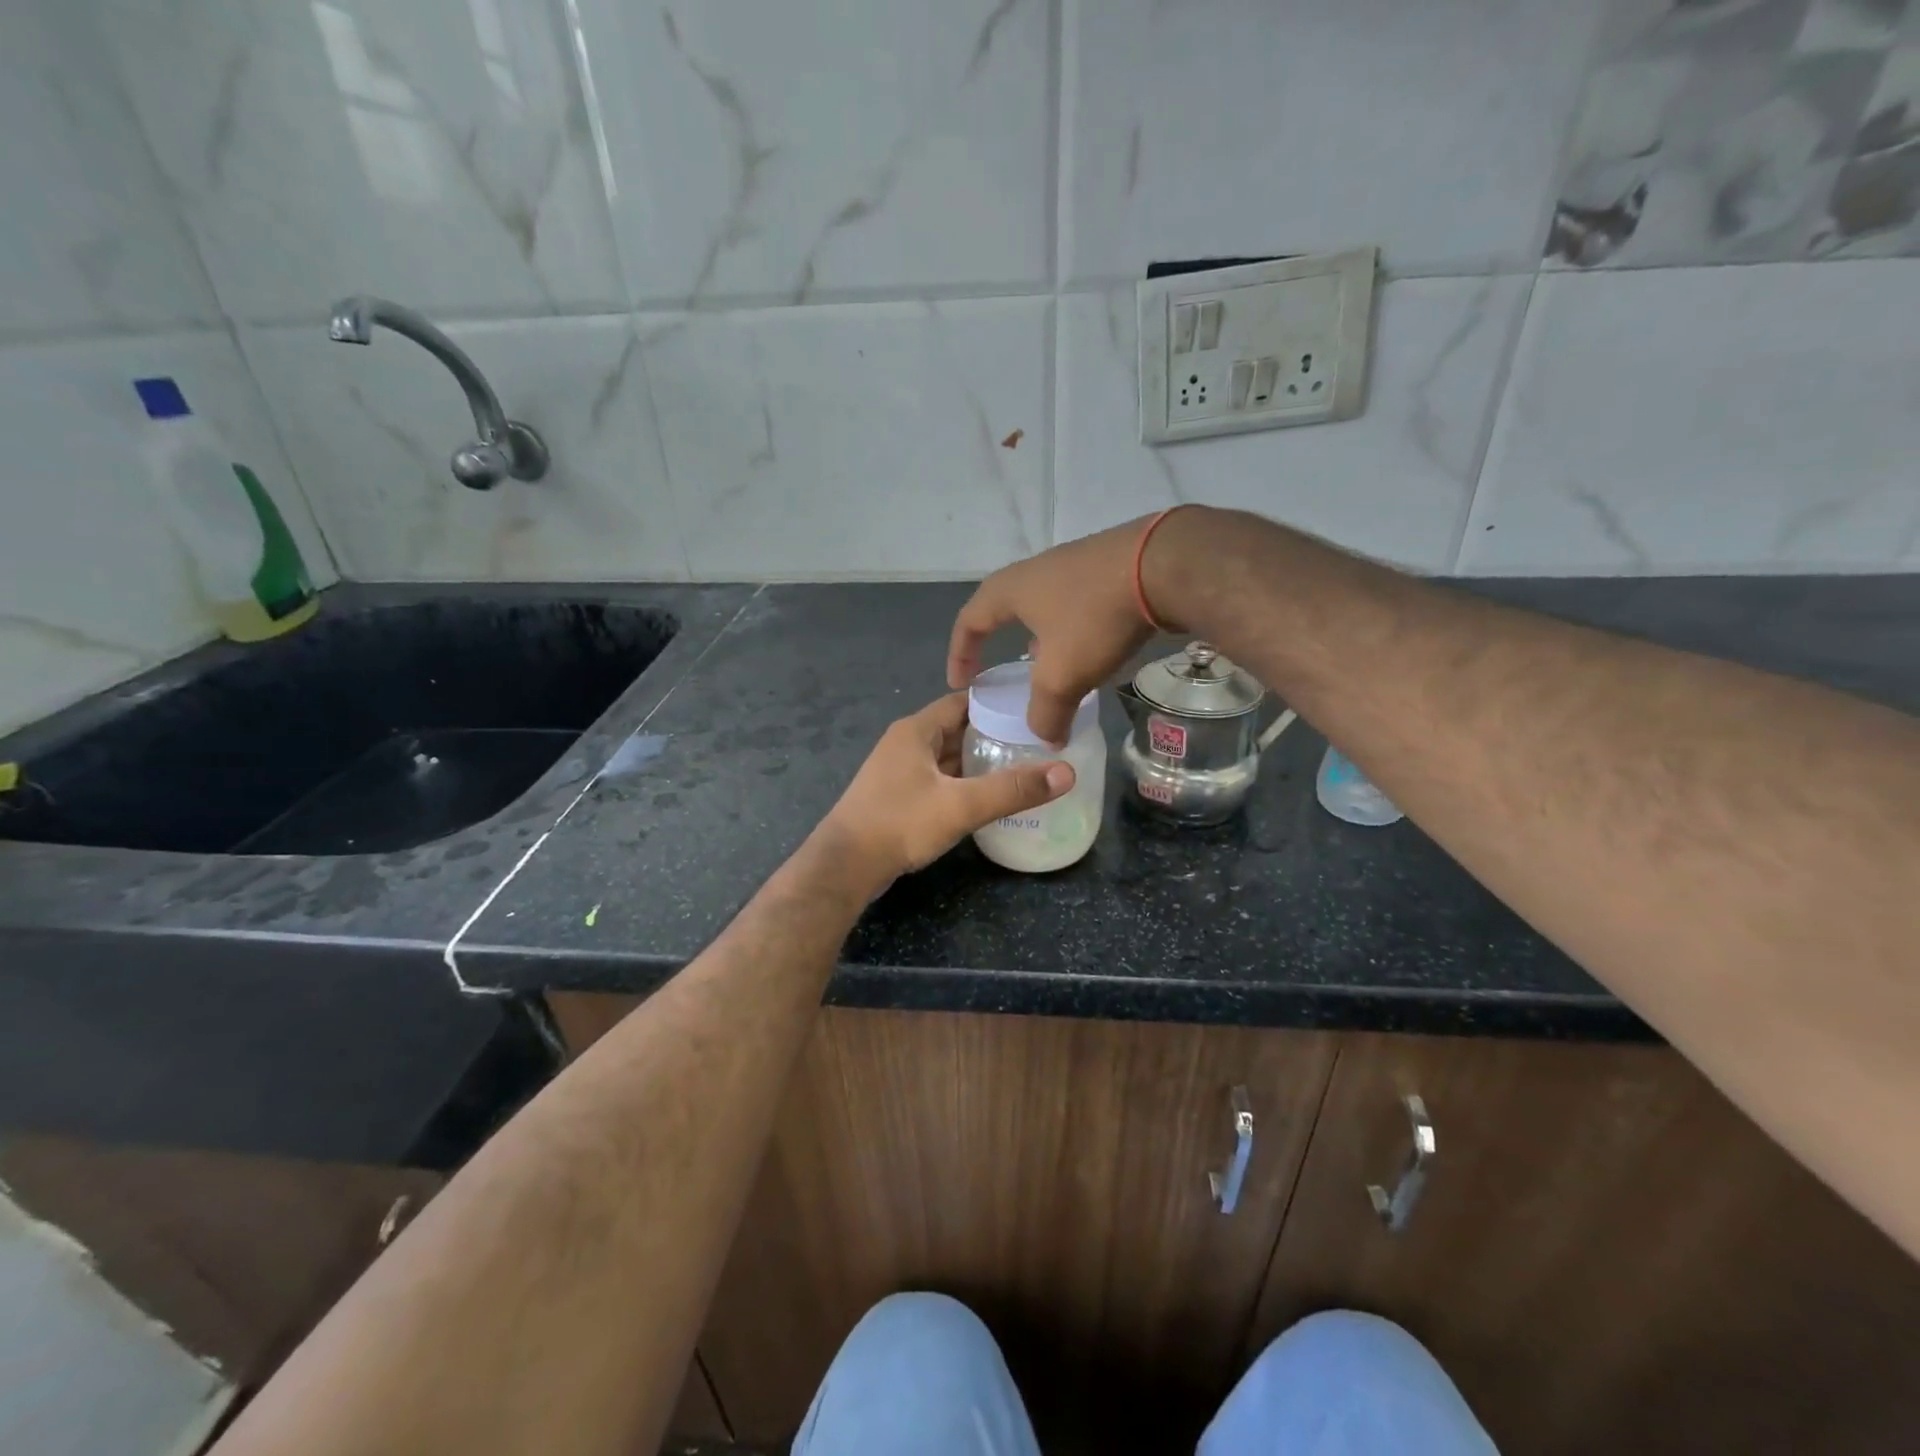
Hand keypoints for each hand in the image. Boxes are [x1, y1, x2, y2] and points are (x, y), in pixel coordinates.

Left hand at [821, 693, 1073, 887]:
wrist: (845, 866)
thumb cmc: (899, 824)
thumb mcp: (960, 806)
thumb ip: (1012, 789)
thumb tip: (1066, 772)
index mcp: (916, 730)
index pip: (964, 701)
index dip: (999, 703)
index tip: (1034, 711)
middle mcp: (906, 742)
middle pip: (957, 728)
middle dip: (994, 734)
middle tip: (1037, 742)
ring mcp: (899, 770)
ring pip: (947, 756)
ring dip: (978, 760)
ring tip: (1021, 767)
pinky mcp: (897, 795)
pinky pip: (938, 778)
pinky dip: (962, 781)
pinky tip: (985, 795)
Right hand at [947, 515, 1172, 743]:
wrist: (1164, 567)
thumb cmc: (1095, 619)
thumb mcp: (1062, 676)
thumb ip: (1046, 713)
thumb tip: (1047, 738)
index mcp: (1009, 590)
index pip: (969, 622)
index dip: (960, 655)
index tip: (961, 684)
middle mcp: (1034, 571)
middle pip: (1004, 610)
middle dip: (1000, 645)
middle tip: (1003, 675)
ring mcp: (1071, 564)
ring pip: (1043, 608)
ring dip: (1039, 639)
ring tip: (1048, 668)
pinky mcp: (1105, 567)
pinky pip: (1074, 603)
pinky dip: (1071, 631)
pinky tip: (1091, 649)